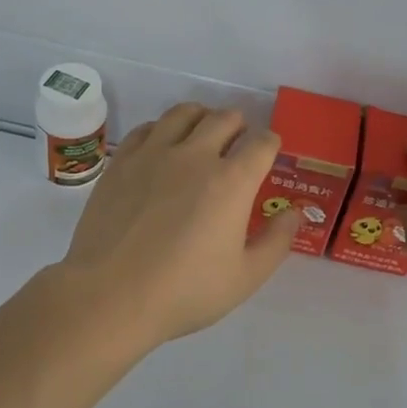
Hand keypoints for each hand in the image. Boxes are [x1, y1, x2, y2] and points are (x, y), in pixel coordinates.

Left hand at [54, 103, 299, 349]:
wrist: (110, 294)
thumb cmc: (184, 291)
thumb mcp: (245, 277)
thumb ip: (276, 241)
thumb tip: (295, 213)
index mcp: (232, 181)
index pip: (262, 143)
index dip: (271, 143)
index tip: (269, 152)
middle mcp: (195, 155)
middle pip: (225, 118)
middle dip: (239, 125)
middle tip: (239, 141)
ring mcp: (154, 153)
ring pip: (184, 113)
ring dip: (202, 117)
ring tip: (203, 132)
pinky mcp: (122, 161)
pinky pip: (148, 127)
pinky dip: (163, 129)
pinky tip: (162, 145)